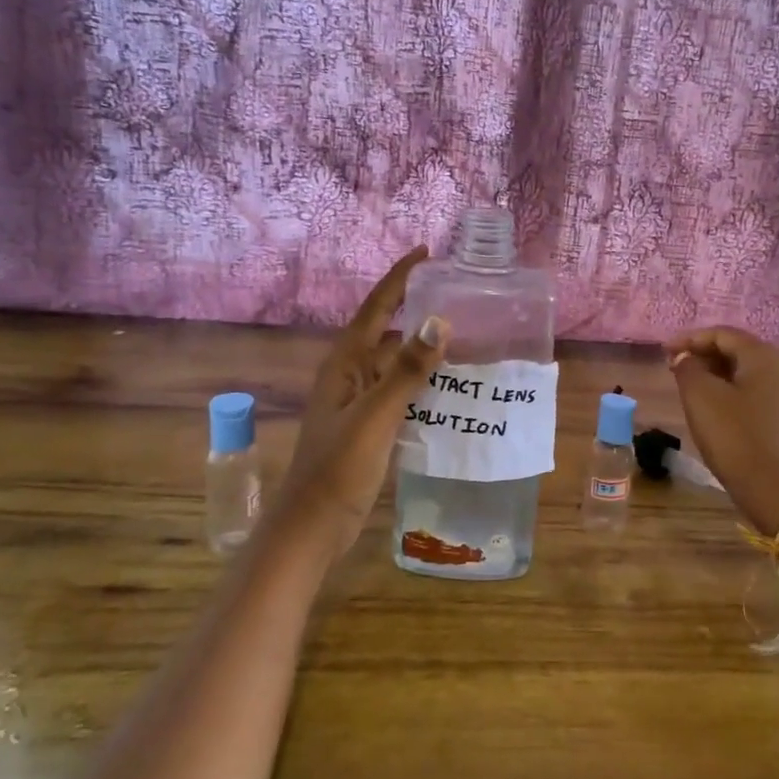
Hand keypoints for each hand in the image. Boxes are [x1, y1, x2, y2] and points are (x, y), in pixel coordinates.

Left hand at [266, 248, 448, 562]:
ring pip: (396, 364)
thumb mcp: (376, 415)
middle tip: (460, 298)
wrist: (312, 525)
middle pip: (388, 331)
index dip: (400, 278)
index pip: (377, 307)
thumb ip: (407, 370)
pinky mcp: (369, 426)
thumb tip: (440, 320)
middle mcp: (351, 374)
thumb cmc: (338, 467)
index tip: (427, 253)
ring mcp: (359, 401)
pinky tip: (450, 388)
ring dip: (423, 349)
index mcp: (346, 363)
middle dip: (418, 311)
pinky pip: (401, 392)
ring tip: (466, 338)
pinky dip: (423, 383)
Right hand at [665, 326, 778, 533]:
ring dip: (714, 376)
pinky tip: (712, 410)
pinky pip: (752, 395)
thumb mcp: (700, 398)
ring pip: (743, 374)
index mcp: (762, 356)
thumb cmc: (735, 437)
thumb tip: (684, 357)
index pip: (721, 334)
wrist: (777, 491)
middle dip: (702, 356)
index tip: (663, 352)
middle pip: (735, 351)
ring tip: (687, 388)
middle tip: (673, 368)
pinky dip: (728, 394)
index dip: (689, 339)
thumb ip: (687, 368)